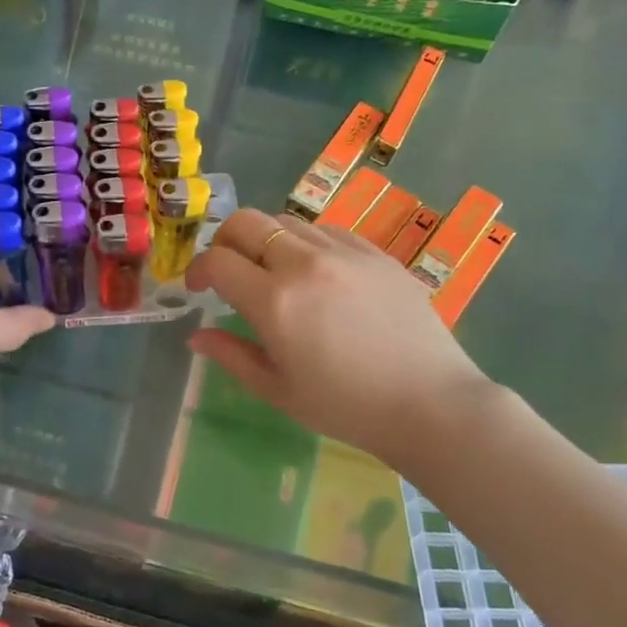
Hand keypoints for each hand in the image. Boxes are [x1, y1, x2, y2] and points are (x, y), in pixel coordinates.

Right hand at [185, 209, 496, 464]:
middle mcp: (305, 263)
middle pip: (246, 222)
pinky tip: (316, 273)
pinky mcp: (375, 252)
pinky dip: (306, 242)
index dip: (198, 270)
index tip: (199, 289)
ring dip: (266, 240)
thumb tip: (196, 336)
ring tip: (273, 272)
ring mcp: (345, 251)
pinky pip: (326, 230)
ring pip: (286, 220)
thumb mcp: (278, 390)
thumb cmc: (346, 406)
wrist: (431, 403)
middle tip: (228, 270)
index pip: (218, 261)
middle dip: (224, 240)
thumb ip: (232, 356)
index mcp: (275, 301)